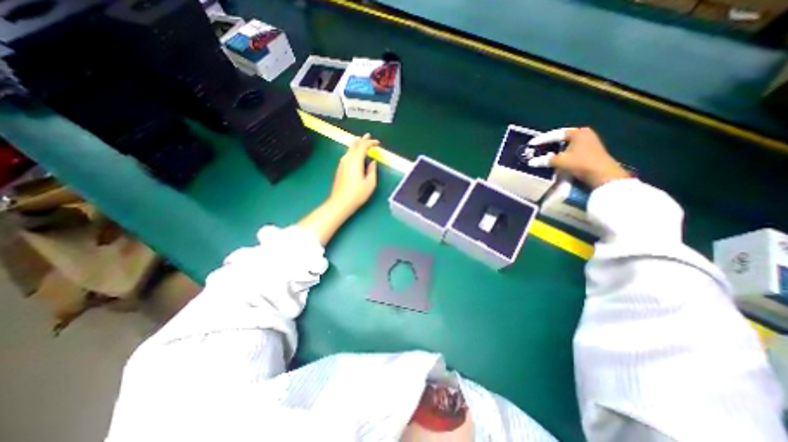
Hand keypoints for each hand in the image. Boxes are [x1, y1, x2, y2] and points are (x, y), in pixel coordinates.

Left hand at [328, 133, 379, 213]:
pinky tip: (354, 153)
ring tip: (361, 142)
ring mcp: (342, 164)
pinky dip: (352, 151)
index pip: (363, 146)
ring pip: (349, 149)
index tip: (377, 142)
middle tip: (368, 136)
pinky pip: (347, 155)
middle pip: (354, 145)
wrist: (340, 202)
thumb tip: (372, 162)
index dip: (370, 142)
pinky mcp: (340, 169)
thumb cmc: (357, 194)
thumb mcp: (370, 183)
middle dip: (362, 140)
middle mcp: (347, 159)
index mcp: (355, 161)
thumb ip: (372, 170)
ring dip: (356, 144)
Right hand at [526, 128, 631, 188]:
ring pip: (567, 145)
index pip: (555, 134)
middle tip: (538, 148)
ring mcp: (590, 143)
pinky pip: (571, 150)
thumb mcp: (560, 161)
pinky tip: (556, 159)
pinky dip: (562, 154)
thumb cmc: (581, 163)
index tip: (532, 144)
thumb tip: (531, 162)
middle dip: (549, 144)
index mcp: (578, 132)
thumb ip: (544, 160)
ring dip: (556, 150)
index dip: (542, 140)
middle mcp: (585, 135)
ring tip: (545, 154)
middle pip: (562, 139)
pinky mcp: (591, 152)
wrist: (602, 175)